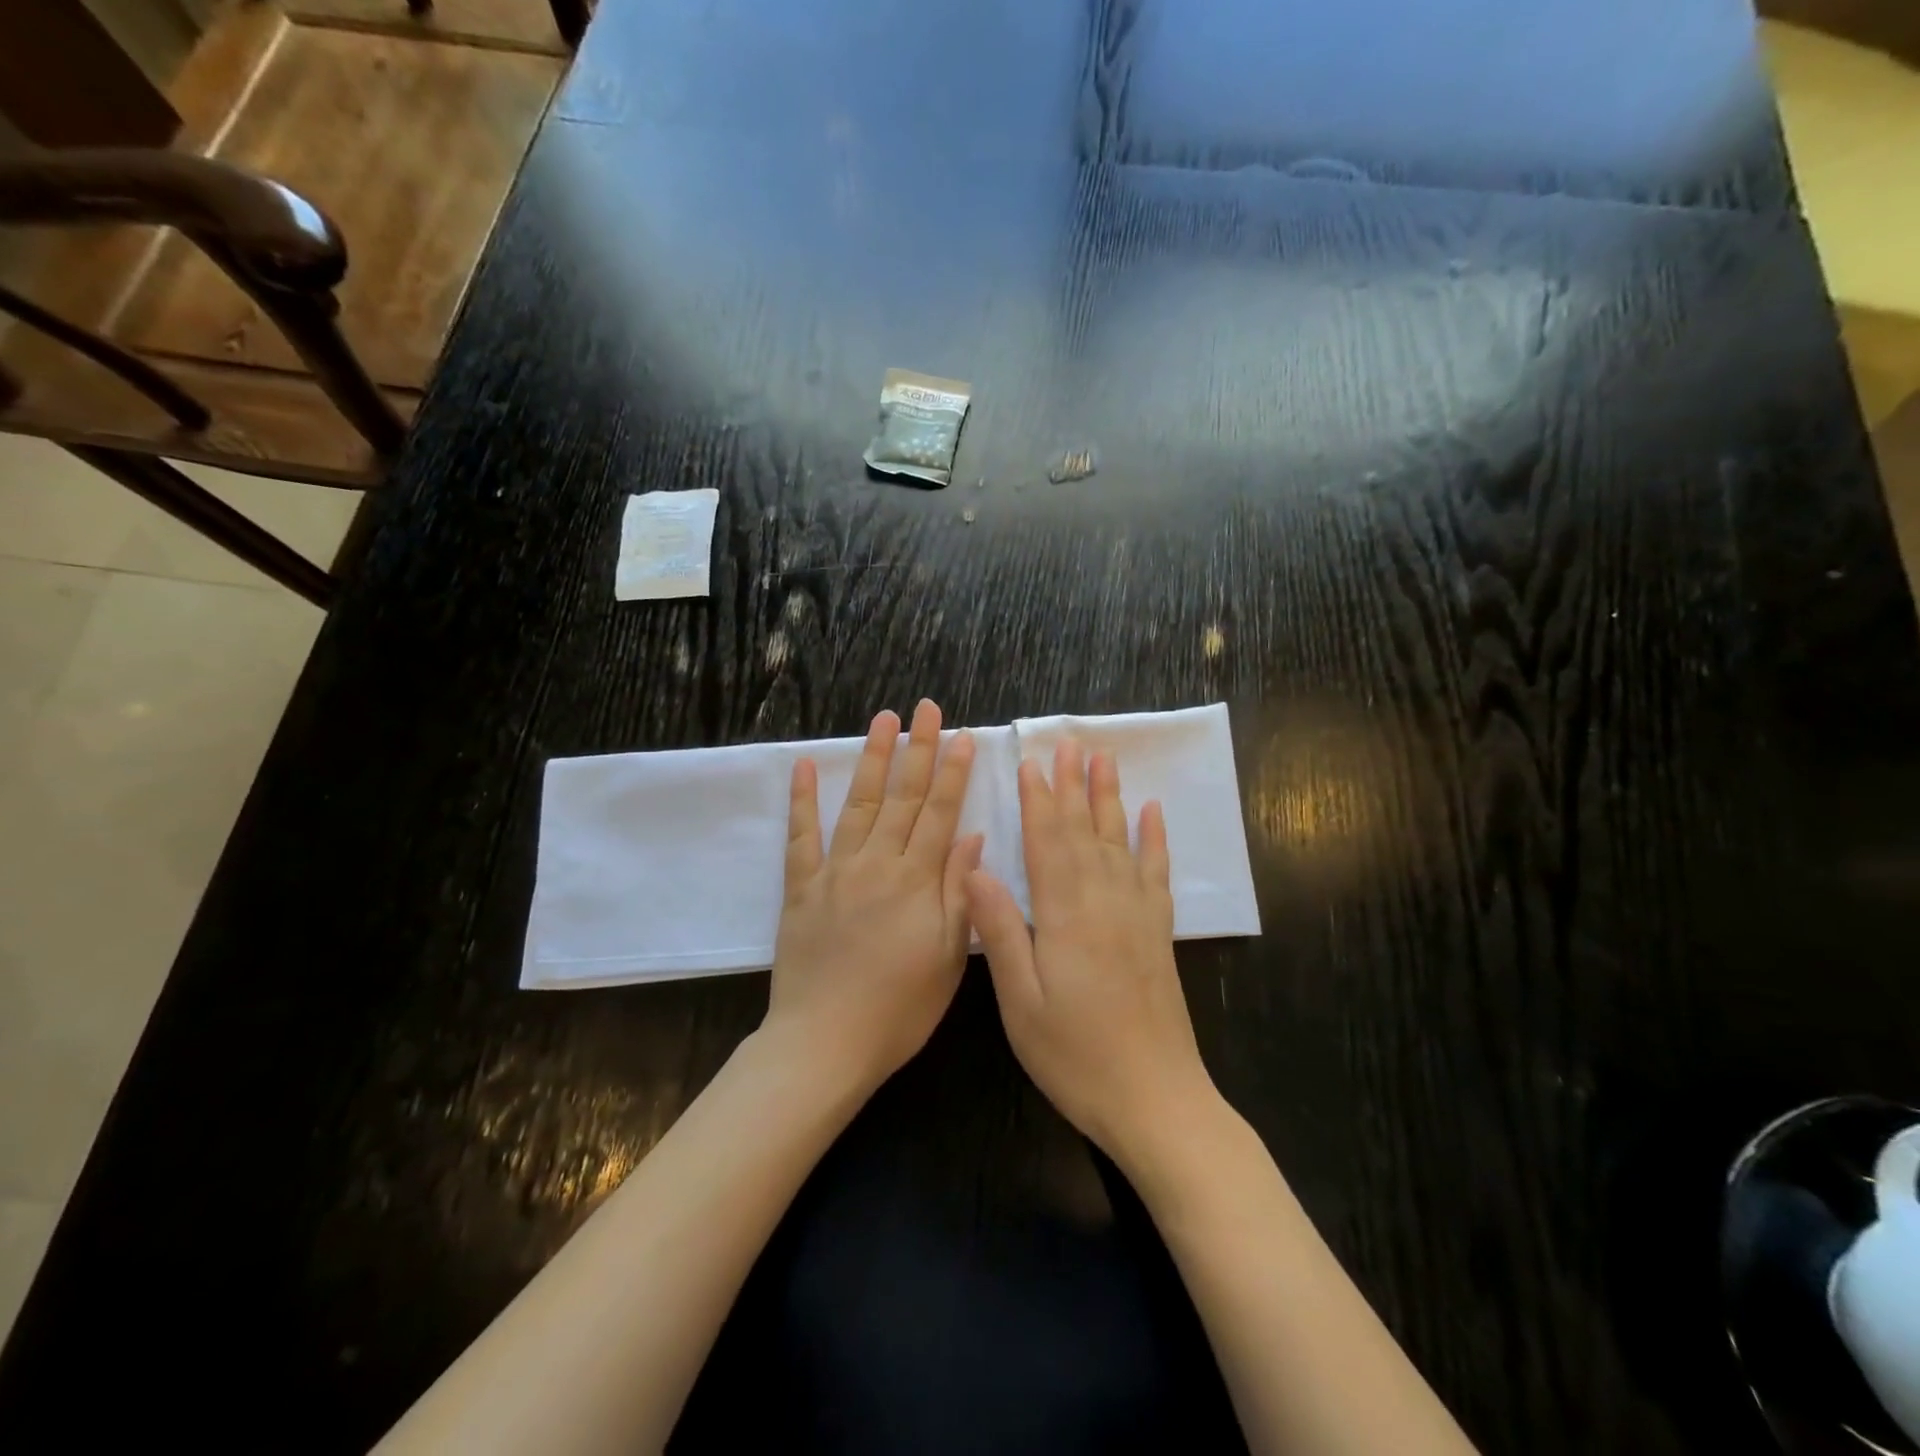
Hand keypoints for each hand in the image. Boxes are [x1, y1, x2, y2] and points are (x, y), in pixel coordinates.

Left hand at [765, 699, 980, 1095]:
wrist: (824, 1044)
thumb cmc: (898, 1008)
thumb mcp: (947, 958)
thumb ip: (959, 892)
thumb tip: (972, 836)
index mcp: (916, 882)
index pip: (939, 814)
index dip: (952, 773)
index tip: (961, 735)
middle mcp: (876, 864)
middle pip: (902, 797)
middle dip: (918, 749)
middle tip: (926, 708)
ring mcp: (834, 872)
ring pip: (858, 804)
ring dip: (872, 758)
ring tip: (883, 719)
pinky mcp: (801, 887)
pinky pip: (801, 836)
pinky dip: (802, 799)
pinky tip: (805, 766)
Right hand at [965, 739, 1216, 1161]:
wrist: (1155, 1100)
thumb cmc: (1075, 1055)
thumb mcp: (1021, 1001)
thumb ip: (1002, 930)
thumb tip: (975, 868)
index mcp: (1065, 914)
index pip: (1048, 841)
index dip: (1037, 799)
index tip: (1030, 760)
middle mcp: (1105, 901)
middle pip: (1085, 830)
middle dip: (1073, 784)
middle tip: (1068, 742)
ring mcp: (1137, 915)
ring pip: (1120, 840)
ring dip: (1110, 797)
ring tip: (1104, 758)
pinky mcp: (1158, 933)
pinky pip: (1156, 873)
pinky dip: (1154, 839)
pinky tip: (1152, 813)